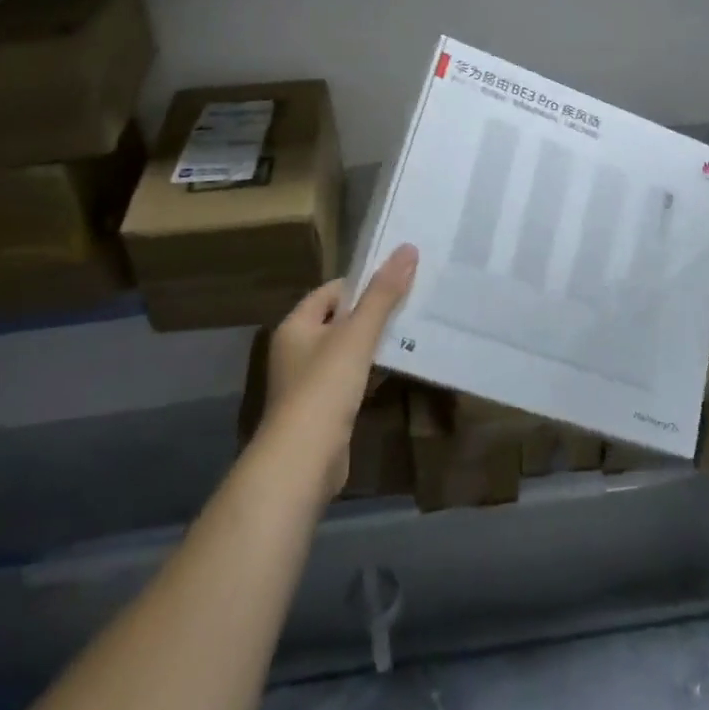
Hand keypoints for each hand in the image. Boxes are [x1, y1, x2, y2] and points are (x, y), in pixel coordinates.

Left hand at [262, 245, 418, 500]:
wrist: (303, 461)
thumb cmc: (324, 387)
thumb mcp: (357, 335)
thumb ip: (382, 294)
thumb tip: (407, 249)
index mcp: (296, 325)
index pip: (331, 291)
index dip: (363, 283)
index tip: (398, 278)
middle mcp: (297, 349)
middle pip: (339, 320)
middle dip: (373, 312)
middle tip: (412, 301)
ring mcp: (309, 382)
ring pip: (347, 351)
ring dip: (374, 343)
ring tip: (412, 330)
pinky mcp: (323, 409)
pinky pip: (350, 379)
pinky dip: (370, 372)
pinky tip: (396, 369)